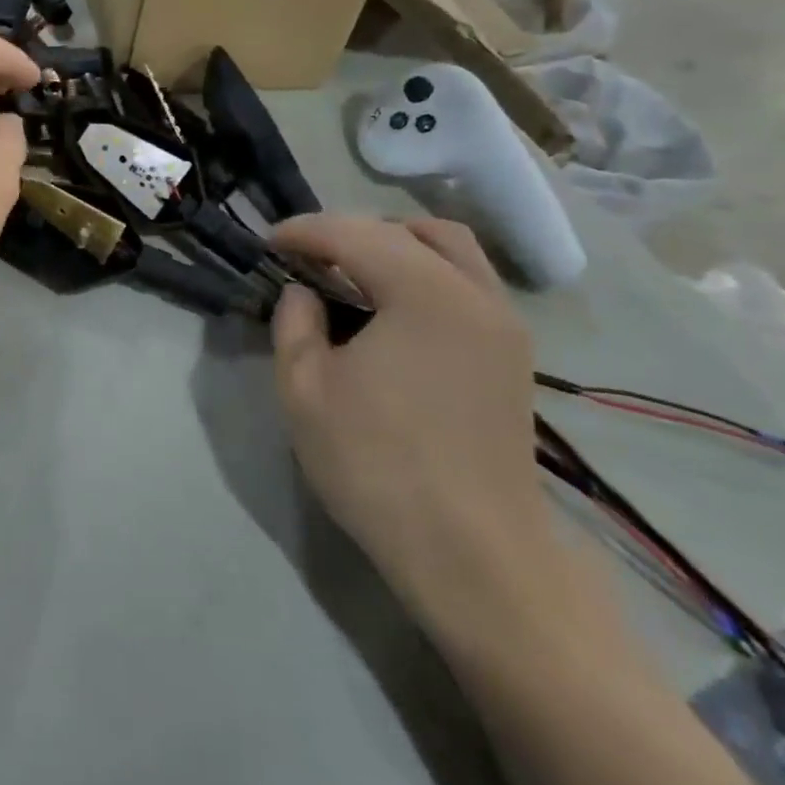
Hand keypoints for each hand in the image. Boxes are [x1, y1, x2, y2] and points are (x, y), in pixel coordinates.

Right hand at [270, 216, 550, 626]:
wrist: (474, 554)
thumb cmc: (377, 466)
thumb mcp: (305, 390)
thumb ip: (295, 323)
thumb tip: (303, 292)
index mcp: (425, 293)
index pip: (355, 234)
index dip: (305, 231)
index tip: (270, 242)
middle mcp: (475, 294)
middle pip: (412, 230)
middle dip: (353, 232)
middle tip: (310, 258)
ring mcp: (505, 324)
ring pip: (452, 251)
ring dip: (397, 246)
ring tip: (352, 275)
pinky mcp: (514, 355)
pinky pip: (468, 283)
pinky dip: (427, 274)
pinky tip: (393, 310)